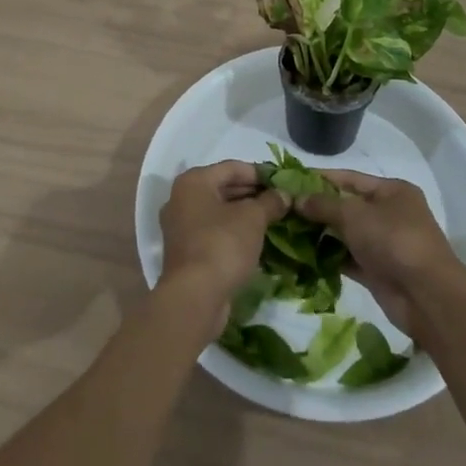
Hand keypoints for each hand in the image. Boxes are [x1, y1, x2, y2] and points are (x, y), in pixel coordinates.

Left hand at [159, 160, 288, 336]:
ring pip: (219, 212)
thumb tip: (284, 194)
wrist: (194, 298)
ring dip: (244, 214)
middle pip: (223, 188)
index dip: (260, 173)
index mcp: (193, 181)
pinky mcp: (186, 252)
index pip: (232, 167)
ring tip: (273, 219)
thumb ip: (270, 202)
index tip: (283, 182)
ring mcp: (181, 227)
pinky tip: (256, 240)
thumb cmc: (222, 245)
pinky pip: (214, 232)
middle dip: (253, 194)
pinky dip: (233, 232)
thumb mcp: (252, 218)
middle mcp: (182, 199)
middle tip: (280, 201)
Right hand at [299, 171, 465, 339]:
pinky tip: (303, 256)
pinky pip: (348, 258)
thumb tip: (296, 199)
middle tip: (284, 208)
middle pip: (347, 206)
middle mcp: (390, 214)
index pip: (350, 178)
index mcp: (392, 191)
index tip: (291, 178)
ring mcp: (385, 244)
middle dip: (318, 208)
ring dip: (321, 234)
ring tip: (287, 231)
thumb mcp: (354, 214)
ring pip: (347, 234)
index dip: (321, 178)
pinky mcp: (378, 271)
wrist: (426, 296)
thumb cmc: (393, 239)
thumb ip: (323, 205)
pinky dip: (329, 257)